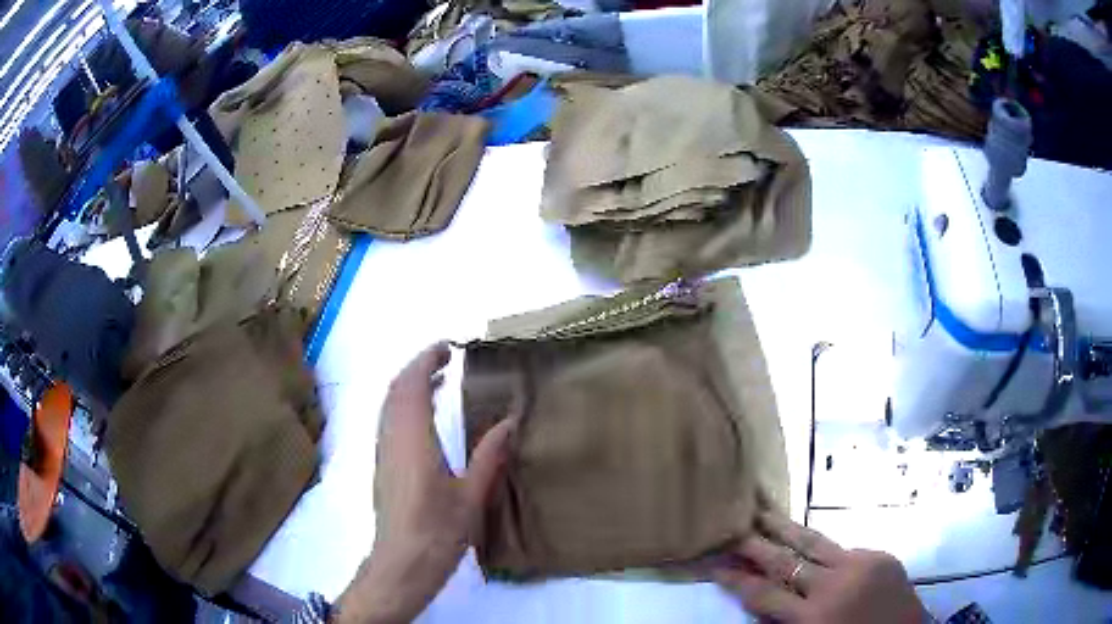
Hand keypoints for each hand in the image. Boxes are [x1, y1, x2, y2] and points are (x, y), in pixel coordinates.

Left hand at [336, 343, 516, 623]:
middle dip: (418, 368)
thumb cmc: (439, 532)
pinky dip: (404, 405)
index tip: (447, 348)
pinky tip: (425, 416)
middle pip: (396, 389)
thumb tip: (510, 422)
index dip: (425, 361)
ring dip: (409, 385)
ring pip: (389, 405)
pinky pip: (389, 421)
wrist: (401, 564)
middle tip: (446, 359)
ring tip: (439, 380)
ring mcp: (383, 453)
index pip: (411, 386)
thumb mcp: (472, 495)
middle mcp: (392, 439)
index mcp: (413, 441)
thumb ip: (489, 456)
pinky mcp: (383, 466)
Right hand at [714, 514, 928, 623]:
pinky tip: (815, 551)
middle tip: (732, 527)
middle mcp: (835, 586)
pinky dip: (826, 553)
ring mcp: (862, 565)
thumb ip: (786, 623)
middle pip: (786, 560)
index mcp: (815, 618)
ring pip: (814, 541)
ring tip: (763, 512)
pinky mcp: (881, 555)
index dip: (736, 579)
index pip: (764, 594)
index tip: (713, 564)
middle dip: (756, 544)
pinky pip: (845, 551)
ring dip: (785, 528)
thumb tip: (760, 600)